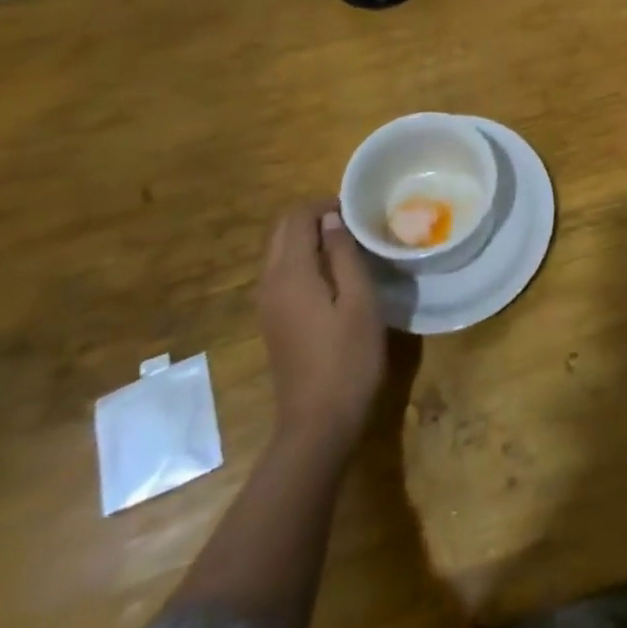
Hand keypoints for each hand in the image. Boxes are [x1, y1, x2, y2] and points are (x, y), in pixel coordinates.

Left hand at [259, 202, 385, 464]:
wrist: (318, 423)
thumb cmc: (348, 358)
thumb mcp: (359, 300)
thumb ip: (343, 254)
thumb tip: (332, 219)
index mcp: (290, 274)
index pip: (297, 217)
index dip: (325, 205)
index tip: (357, 209)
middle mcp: (270, 283)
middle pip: (283, 231)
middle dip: (314, 217)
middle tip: (354, 223)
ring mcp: (267, 304)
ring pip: (281, 251)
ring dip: (309, 238)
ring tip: (348, 244)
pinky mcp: (273, 320)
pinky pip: (283, 273)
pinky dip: (304, 259)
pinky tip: (334, 274)